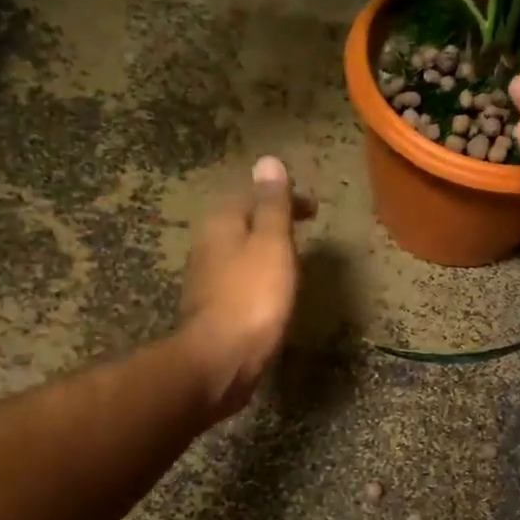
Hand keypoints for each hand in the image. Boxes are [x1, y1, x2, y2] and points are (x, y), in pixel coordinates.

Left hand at [179, 155, 315, 416]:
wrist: (220, 359)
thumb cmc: (252, 297)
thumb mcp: (271, 244)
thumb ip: (272, 205)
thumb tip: (268, 160)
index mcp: (221, 224)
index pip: (252, 197)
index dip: (283, 199)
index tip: (313, 210)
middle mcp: (206, 246)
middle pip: (241, 223)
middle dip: (270, 223)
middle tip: (302, 230)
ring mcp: (206, 280)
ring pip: (237, 253)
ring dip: (262, 250)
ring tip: (290, 259)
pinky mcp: (212, 310)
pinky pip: (238, 281)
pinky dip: (257, 277)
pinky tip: (270, 293)